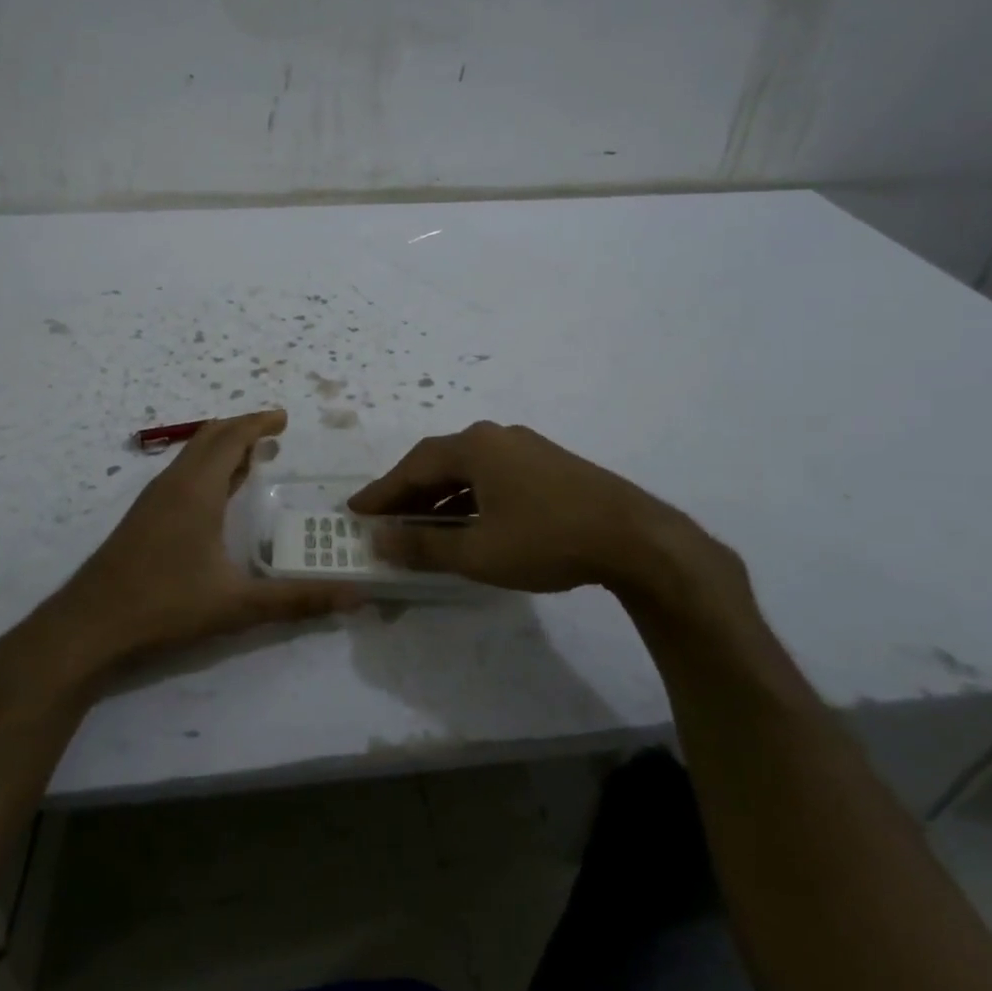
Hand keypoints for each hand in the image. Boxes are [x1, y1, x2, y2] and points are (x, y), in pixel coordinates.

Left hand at [22, 410, 359, 686]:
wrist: (89, 626)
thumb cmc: (164, 605)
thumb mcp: (237, 605)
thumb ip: (297, 600)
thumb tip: (356, 597)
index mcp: (196, 490)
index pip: (230, 438)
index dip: (258, 423)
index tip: (284, 419)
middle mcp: (173, 484)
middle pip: (209, 437)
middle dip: (242, 429)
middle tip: (274, 434)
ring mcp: (153, 500)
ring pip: (192, 456)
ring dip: (222, 449)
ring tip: (252, 460)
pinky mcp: (142, 518)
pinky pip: (181, 475)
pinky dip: (206, 469)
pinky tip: (217, 498)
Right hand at [348, 421, 749, 621]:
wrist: (636, 538)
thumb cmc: (548, 540)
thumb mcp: (479, 553)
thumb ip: (425, 547)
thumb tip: (380, 542)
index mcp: (475, 447)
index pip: (413, 467)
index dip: (382, 492)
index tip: (355, 511)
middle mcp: (496, 437)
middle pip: (439, 464)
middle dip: (408, 494)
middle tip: (382, 520)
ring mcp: (526, 449)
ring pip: (468, 471)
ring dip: (440, 499)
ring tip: (419, 528)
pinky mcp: (549, 466)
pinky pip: (493, 477)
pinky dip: (470, 500)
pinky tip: (468, 525)